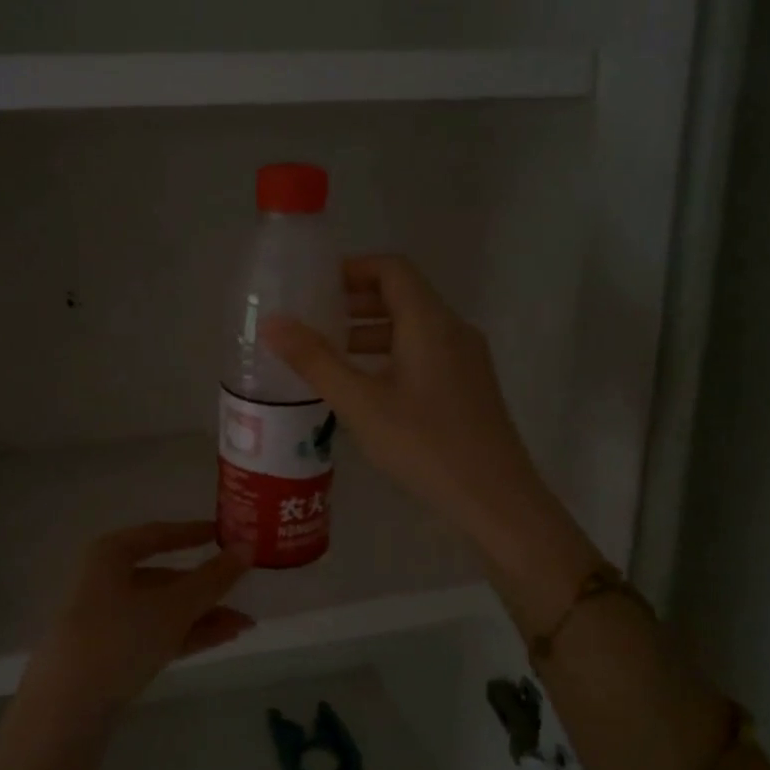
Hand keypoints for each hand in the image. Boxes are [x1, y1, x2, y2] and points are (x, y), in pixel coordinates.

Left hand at [20, 522, 253, 719]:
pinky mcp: (110, 654)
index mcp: (110, 554)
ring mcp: (106, 619)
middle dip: (206, 587)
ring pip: (163, 609)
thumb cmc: (119, 637)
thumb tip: (247, 547)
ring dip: (203, 615)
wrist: (67, 707)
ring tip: (244, 625)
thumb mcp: (173, 606)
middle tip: (244, 591)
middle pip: (164, 577)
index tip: (224, 533)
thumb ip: (213, 578)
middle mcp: (105, 581)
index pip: (158, 535)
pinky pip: (156, 633)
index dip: (192, 533)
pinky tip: (223, 638)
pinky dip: (187, 634)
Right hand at [261, 255, 564, 571]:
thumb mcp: (361, 404)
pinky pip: (425, 353)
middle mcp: (453, 330)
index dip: (352, 269)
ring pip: (414, 328)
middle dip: (356, 303)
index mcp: (430, 322)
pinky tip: (366, 389)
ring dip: (371, 332)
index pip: (392, 269)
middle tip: (314, 321)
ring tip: (330, 357)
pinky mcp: (469, 386)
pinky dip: (391, 355)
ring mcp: (467, 359)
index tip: (315, 286)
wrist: (496, 500)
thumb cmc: (425, 445)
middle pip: (403, 295)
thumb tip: (273, 323)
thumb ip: (316, 361)